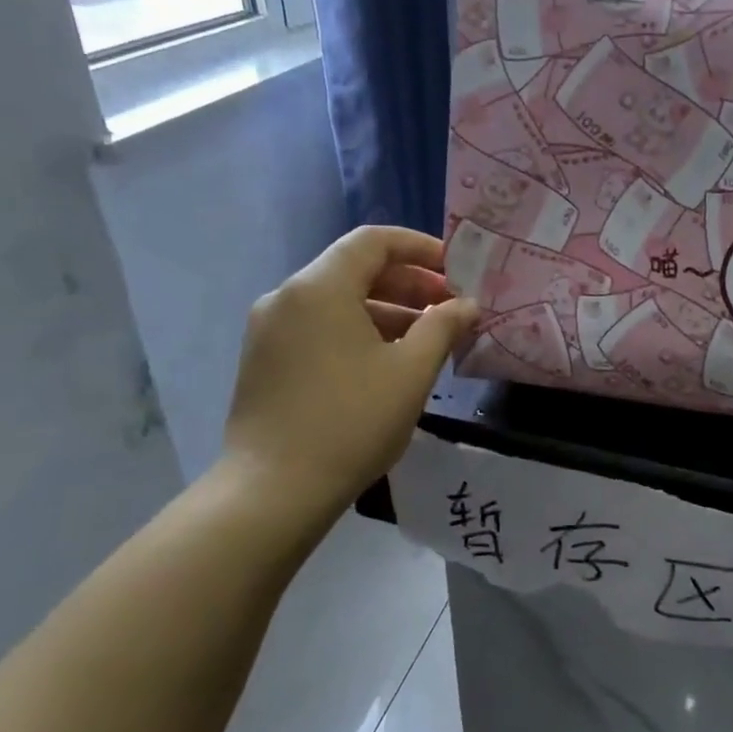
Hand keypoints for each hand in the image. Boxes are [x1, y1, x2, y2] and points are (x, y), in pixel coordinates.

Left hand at [223, 227, 477, 512]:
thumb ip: (443, 326)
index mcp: (320, 288)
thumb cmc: (352, 420)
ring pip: (338, 301)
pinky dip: (359, 330)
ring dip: (388, 310)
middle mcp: (287, 297)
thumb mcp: (411, 370)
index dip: (421, 247)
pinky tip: (389, 361)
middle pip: (355, 269)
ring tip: (429, 338)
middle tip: (451, 307)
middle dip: (409, 283)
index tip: (457, 269)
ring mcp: (270, 329)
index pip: (374, 241)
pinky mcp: (265, 360)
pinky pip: (320, 326)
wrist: (274, 489)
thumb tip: (467, 305)